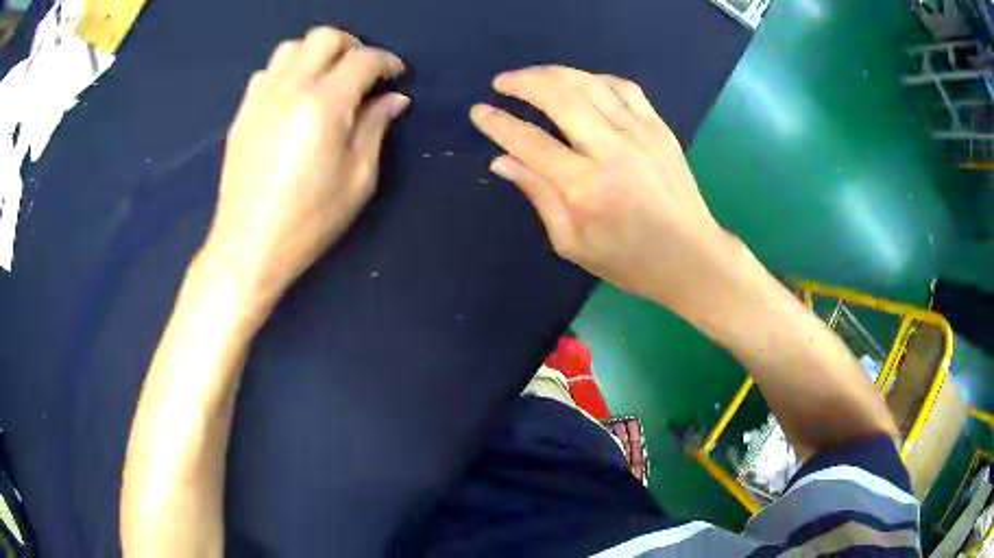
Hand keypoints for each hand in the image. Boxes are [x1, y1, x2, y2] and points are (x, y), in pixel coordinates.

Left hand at [206, 27, 408, 306]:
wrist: (248, 246)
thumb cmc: (308, 220)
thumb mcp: (358, 179)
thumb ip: (376, 128)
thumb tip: (393, 99)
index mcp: (323, 105)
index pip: (363, 59)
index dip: (387, 62)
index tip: (396, 76)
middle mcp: (289, 88)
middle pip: (325, 37)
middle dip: (353, 46)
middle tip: (364, 72)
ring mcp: (260, 98)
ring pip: (292, 47)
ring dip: (317, 54)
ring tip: (328, 80)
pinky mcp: (242, 112)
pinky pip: (267, 71)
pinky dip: (288, 71)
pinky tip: (294, 97)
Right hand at [470, 66, 733, 312]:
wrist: (691, 257)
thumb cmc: (629, 260)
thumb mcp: (572, 243)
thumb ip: (538, 195)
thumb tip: (502, 161)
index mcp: (585, 188)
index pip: (530, 142)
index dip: (498, 123)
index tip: (479, 112)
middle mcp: (611, 151)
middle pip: (559, 97)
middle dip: (522, 82)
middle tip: (501, 82)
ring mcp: (640, 134)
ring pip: (589, 84)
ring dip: (553, 73)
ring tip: (532, 76)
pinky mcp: (660, 128)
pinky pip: (624, 88)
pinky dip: (596, 79)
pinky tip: (580, 83)